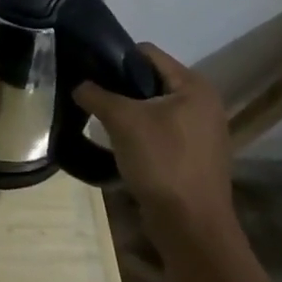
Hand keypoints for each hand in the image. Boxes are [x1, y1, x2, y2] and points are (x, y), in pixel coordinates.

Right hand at [74, 43, 236, 244]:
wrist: (192, 228)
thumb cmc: (162, 162)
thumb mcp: (122, 121)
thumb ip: (96, 94)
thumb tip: (78, 85)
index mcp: (193, 86)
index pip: (146, 53)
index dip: (115, 57)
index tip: (89, 71)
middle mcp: (203, 103)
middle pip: (150, 79)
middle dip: (120, 86)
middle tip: (92, 95)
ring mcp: (201, 132)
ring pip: (153, 106)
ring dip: (128, 111)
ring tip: (101, 119)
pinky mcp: (194, 156)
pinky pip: (161, 130)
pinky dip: (140, 131)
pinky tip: (120, 142)